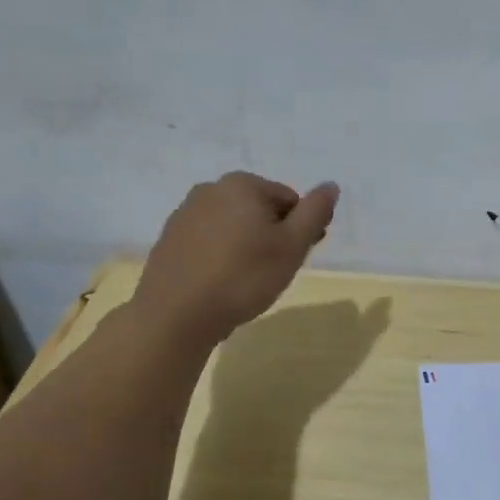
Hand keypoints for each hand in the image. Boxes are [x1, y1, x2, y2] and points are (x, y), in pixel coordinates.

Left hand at [130, 172, 338, 346]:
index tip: (296, 258)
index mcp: (242, 184)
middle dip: (272, 236)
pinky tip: (221, 283)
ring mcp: (184, 214)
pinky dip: (221, 256)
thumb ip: (315, 213)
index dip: (300, 230)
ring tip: (247, 281)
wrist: (176, 315)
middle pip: (259, 210)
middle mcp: (210, 189)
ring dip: (246, 246)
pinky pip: (208, 242)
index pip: (289, 200)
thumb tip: (331, 186)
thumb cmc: (243, 277)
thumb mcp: (292, 246)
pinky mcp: (169, 240)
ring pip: (233, 226)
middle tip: (274, 272)